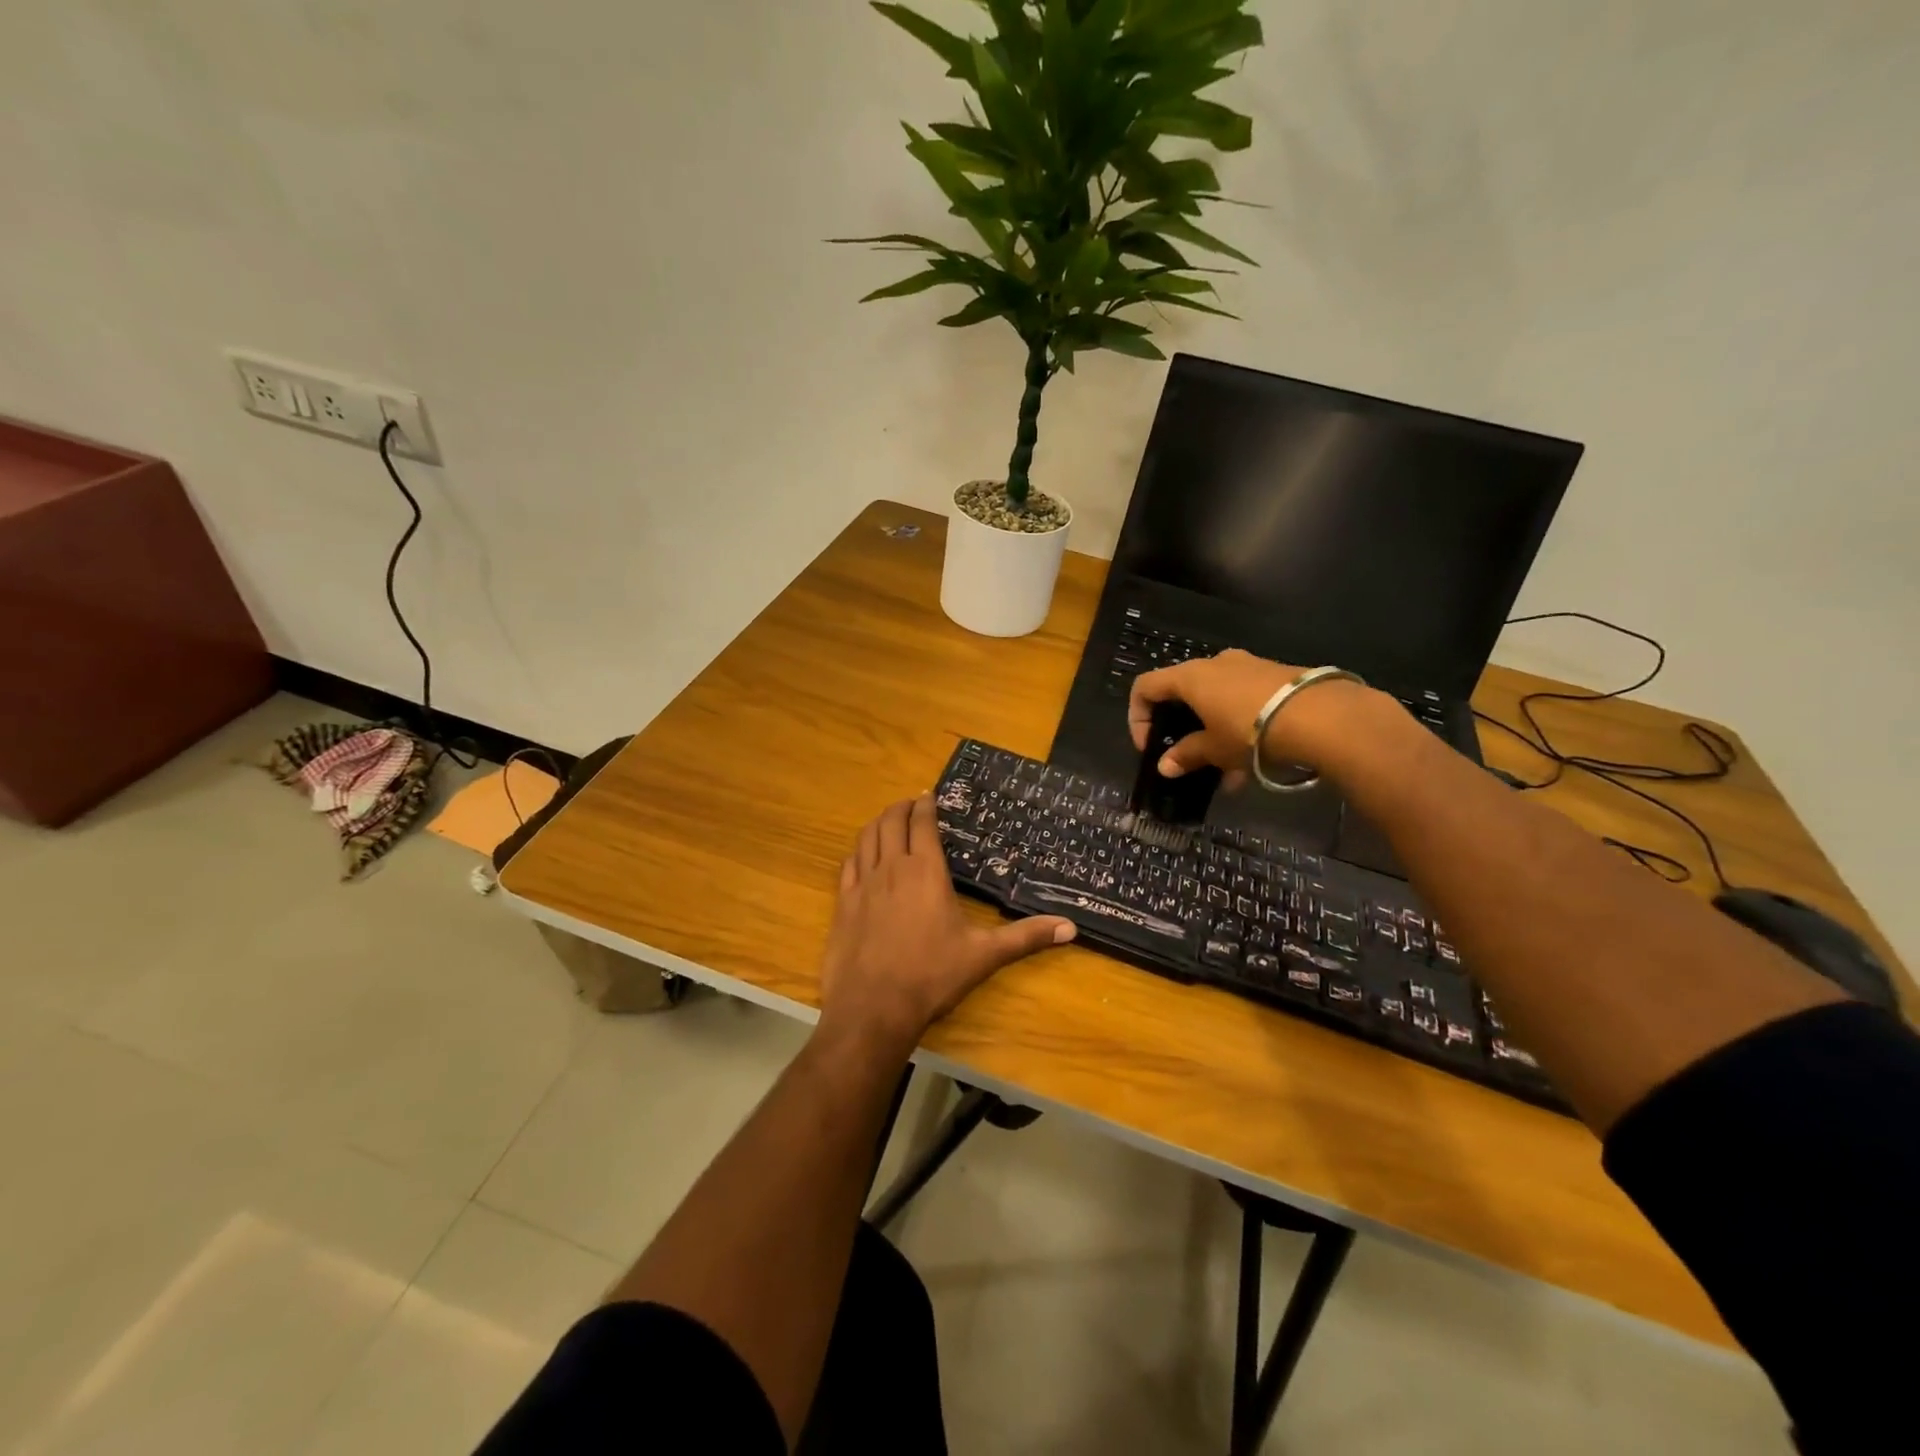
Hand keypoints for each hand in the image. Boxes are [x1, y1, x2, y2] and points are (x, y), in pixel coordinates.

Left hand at [818, 796, 1074, 1054]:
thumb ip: (1026, 937)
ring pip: (866, 838)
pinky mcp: (842, 904)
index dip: (925, 805)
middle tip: (911, 804)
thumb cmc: (932, 976)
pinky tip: (862, 856)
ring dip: (878, 823)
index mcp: (925, 870)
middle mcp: (891, 868)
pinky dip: (858, 851)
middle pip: (890, 822)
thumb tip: (1071, 928)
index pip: (922, 823)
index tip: (929, 795)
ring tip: (888, 821)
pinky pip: (848, 865)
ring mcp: (862, 884)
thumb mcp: (984, 955)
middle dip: (901, 807)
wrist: (873, 1007)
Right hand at [1128, 649, 1375, 778]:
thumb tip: (1165, 767)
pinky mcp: (1277, 676)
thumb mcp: (1215, 749)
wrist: (1323, 717)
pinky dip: (1240, 728)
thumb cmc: (1251, 731)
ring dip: (1214, 733)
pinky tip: (1254, 762)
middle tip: (1189, 757)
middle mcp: (1216, 664)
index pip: (1145, 686)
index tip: (1150, 746)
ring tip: (1227, 772)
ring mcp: (1248, 667)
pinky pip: (1245, 701)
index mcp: (1190, 676)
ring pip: (1217, 700)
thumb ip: (1187, 755)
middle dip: (1183, 728)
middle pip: (1183, 692)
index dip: (1138, 717)